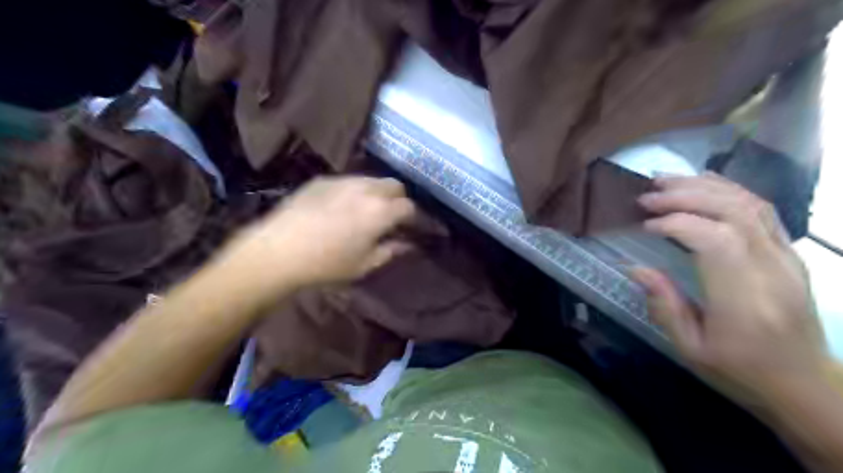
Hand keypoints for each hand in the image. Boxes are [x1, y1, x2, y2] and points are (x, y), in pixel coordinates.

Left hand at [224, 175, 413, 288]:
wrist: (277, 251)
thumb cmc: (326, 264)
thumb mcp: (364, 264)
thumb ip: (390, 251)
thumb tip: (408, 245)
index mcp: (380, 212)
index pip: (409, 207)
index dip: (413, 218)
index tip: (410, 229)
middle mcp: (366, 189)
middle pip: (394, 185)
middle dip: (398, 199)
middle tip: (390, 218)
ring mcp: (343, 181)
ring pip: (372, 180)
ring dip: (377, 193)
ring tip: (366, 211)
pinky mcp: (322, 180)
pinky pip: (348, 181)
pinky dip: (354, 191)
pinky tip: (340, 208)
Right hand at [631, 174, 823, 406]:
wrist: (805, 384)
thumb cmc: (741, 371)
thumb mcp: (690, 348)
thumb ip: (663, 306)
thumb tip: (635, 268)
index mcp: (745, 300)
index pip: (716, 240)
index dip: (677, 223)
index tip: (645, 225)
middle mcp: (772, 270)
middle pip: (734, 212)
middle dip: (685, 196)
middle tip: (647, 196)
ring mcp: (787, 257)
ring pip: (750, 203)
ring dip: (704, 186)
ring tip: (666, 182)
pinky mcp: (789, 252)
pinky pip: (762, 209)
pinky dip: (729, 190)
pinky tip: (702, 184)